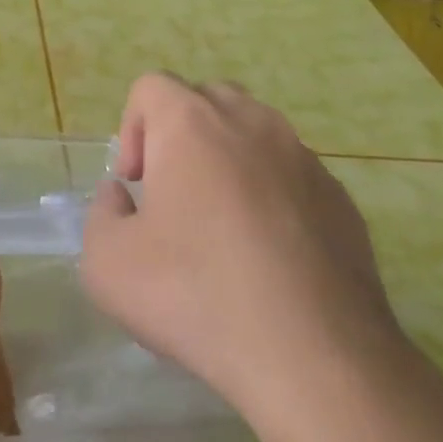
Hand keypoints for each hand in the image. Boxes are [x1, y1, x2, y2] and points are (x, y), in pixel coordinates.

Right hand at [81, 74, 410, 412]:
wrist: (313, 355)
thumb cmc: (195, 295)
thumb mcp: (106, 263)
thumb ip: (102, 212)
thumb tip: (122, 195)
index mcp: (192, 124)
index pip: (151, 86)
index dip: (131, 129)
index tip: (136, 185)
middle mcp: (252, 123)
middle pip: (206, 100)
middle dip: (179, 137)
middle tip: (172, 197)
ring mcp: (304, 158)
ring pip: (254, 134)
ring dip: (227, 163)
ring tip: (221, 228)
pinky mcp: (340, 198)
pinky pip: (291, 175)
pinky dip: (270, 196)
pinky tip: (267, 258)